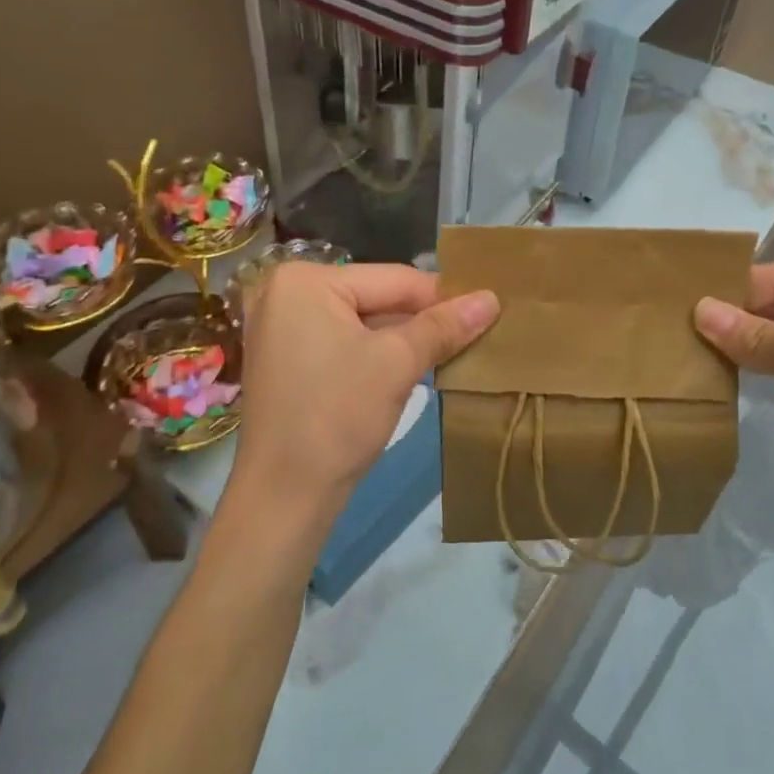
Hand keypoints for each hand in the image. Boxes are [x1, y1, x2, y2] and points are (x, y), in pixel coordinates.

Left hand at [227, 263, 498, 551]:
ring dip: (405, 339)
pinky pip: (344, 343)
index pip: (394, 279)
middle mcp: (286, 293)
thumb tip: (491, 298)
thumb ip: (443, 327)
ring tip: (457, 349)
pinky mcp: (287, 360)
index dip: (445, 296)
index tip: (491, 308)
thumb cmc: (337, 416)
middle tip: (479, 331)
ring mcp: (282, 328)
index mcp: (305, 279)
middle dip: (424, 320)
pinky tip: (415, 366)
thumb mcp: (397, 364)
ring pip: (363, 323)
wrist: (284, 495)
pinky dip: (378, 354)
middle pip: (377, 298)